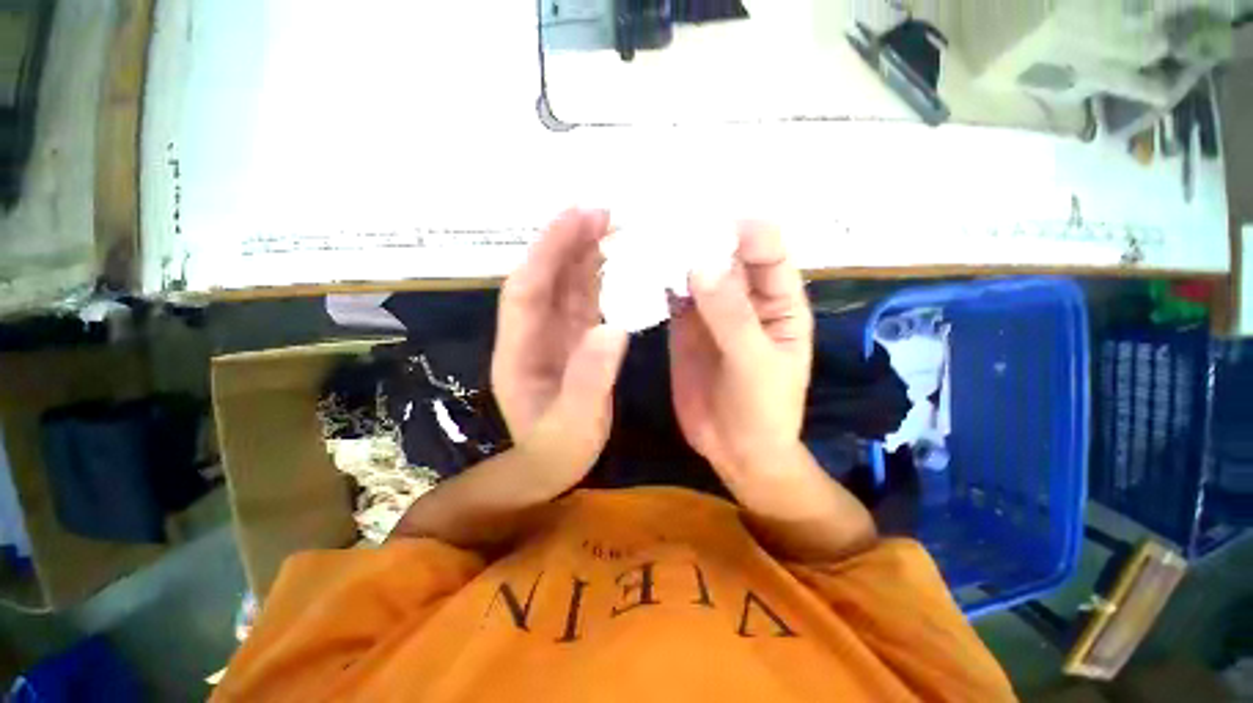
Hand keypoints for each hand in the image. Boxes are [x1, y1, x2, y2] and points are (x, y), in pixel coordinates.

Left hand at [492, 209, 627, 485]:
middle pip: (546, 278)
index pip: (527, 288)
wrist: (553, 468)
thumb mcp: (573, 426)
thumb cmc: (557, 451)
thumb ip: (588, 381)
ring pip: (566, 285)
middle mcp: (532, 334)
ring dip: (586, 255)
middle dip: (569, 241)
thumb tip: (613, 328)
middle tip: (604, 211)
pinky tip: (616, 264)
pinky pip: (585, 302)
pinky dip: (599, 280)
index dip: (549, 250)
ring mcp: (555, 336)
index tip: (578, 216)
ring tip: (613, 227)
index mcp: (519, 350)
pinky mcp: (575, 341)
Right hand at [669, 222, 813, 478]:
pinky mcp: (684, 326)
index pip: (768, 251)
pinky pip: (673, 296)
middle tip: (666, 217)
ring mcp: (711, 311)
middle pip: (726, 255)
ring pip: (695, 273)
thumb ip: (731, 315)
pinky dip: (659, 283)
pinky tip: (640, 271)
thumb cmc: (763, 409)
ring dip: (675, 257)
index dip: (745, 231)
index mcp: (779, 301)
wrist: (734, 449)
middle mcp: (745, 298)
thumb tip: (701, 263)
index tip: (709, 219)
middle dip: (701, 236)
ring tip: (646, 237)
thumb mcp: (755, 362)